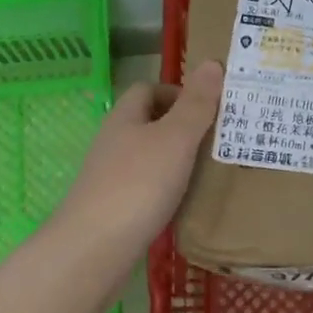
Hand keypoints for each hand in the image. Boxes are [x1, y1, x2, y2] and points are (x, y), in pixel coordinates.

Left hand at [54, 61, 223, 256]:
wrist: (94, 249)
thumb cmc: (138, 185)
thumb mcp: (175, 139)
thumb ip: (196, 105)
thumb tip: (211, 63)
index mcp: (125, 118)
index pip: (148, 90)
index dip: (177, 92)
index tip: (209, 108)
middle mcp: (114, 143)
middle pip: (149, 123)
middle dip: (182, 127)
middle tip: (218, 140)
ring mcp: (111, 178)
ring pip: (149, 157)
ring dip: (176, 160)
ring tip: (210, 171)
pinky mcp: (114, 209)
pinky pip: (147, 189)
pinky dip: (168, 190)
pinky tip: (186, 204)